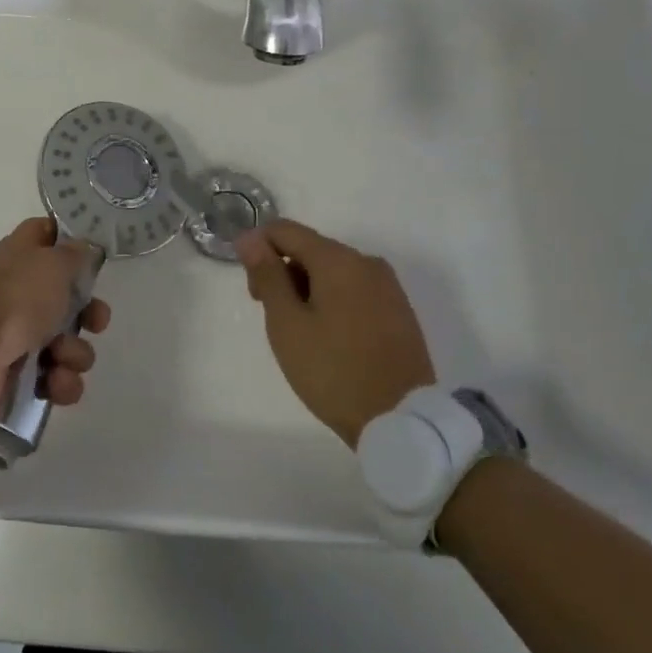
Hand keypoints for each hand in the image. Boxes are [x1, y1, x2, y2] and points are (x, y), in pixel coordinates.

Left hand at [0, 218, 111, 413]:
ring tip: (60, 357)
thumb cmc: (15, 299)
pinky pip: (58, 377)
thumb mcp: (53, 263)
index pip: (48, 235)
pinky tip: (54, 381)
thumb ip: (75, 253)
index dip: (71, 242)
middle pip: (70, 299)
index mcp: (23, 256)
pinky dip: (61, 382)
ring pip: (70, 342)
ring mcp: (20, 335)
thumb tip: (83, 248)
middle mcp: (22, 292)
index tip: (93, 255)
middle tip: (96, 322)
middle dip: (91, 314)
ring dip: (75, 353)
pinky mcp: (21, 375)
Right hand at [236, 220, 435, 448]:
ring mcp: (388, 287)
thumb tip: (249, 238)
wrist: (402, 422)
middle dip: (282, 271)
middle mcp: (367, 262)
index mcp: (338, 259)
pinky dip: (331, 300)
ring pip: (333, 270)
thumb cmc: (333, 371)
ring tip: (299, 331)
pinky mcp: (399, 310)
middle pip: (310, 248)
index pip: (285, 230)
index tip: (251, 288)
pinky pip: (354, 289)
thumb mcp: (287, 323)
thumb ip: (267, 275)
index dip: (257, 249)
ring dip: (306, 288)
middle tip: (270, 315)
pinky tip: (327, 336)